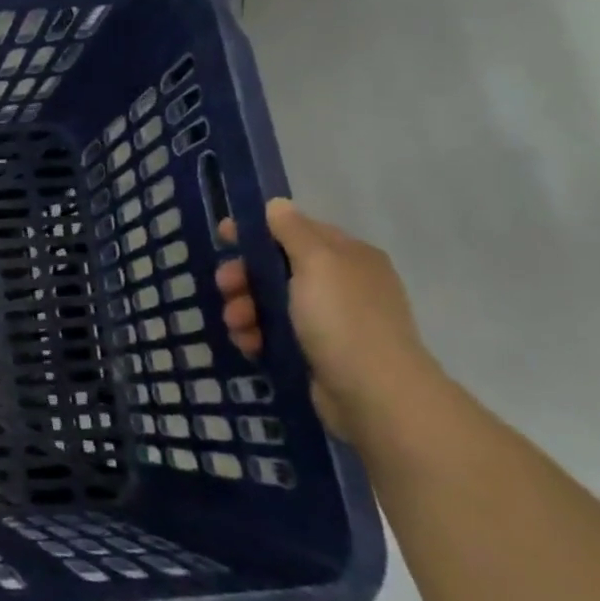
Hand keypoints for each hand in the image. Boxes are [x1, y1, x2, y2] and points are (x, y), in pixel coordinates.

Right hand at [214, 199, 442, 442]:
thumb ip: (292, 231)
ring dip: (245, 309)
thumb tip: (278, 204)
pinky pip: (276, 333)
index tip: (224, 236)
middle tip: (225, 287)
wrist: (375, 396)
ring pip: (272, 302)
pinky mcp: (318, 353)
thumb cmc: (343, 319)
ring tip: (237, 326)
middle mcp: (342, 284)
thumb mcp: (316, 263)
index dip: (258, 230)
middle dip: (245, 277)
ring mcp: (331, 321)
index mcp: (348, 257)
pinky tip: (249, 345)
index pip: (296, 231)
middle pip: (278, 268)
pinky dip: (257, 335)